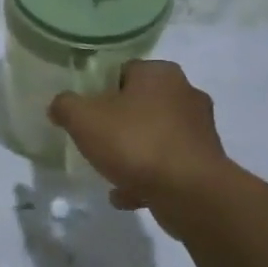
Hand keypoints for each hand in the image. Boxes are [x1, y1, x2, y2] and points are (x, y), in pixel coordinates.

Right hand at [50, 61, 234, 222]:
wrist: (190, 193)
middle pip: (140, 104)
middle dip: (118, 123)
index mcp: (160, 74)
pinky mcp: (206, 163)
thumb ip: (65, 106)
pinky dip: (148, 177)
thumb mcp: (83, 118)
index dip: (100, 90)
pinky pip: (167, 165)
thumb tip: (61, 106)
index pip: (123, 71)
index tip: (86, 113)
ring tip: (109, 172)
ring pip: (154, 136)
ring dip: (133, 153)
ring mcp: (200, 130)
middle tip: (96, 140)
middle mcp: (186, 94)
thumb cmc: (135, 142)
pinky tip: (127, 195)